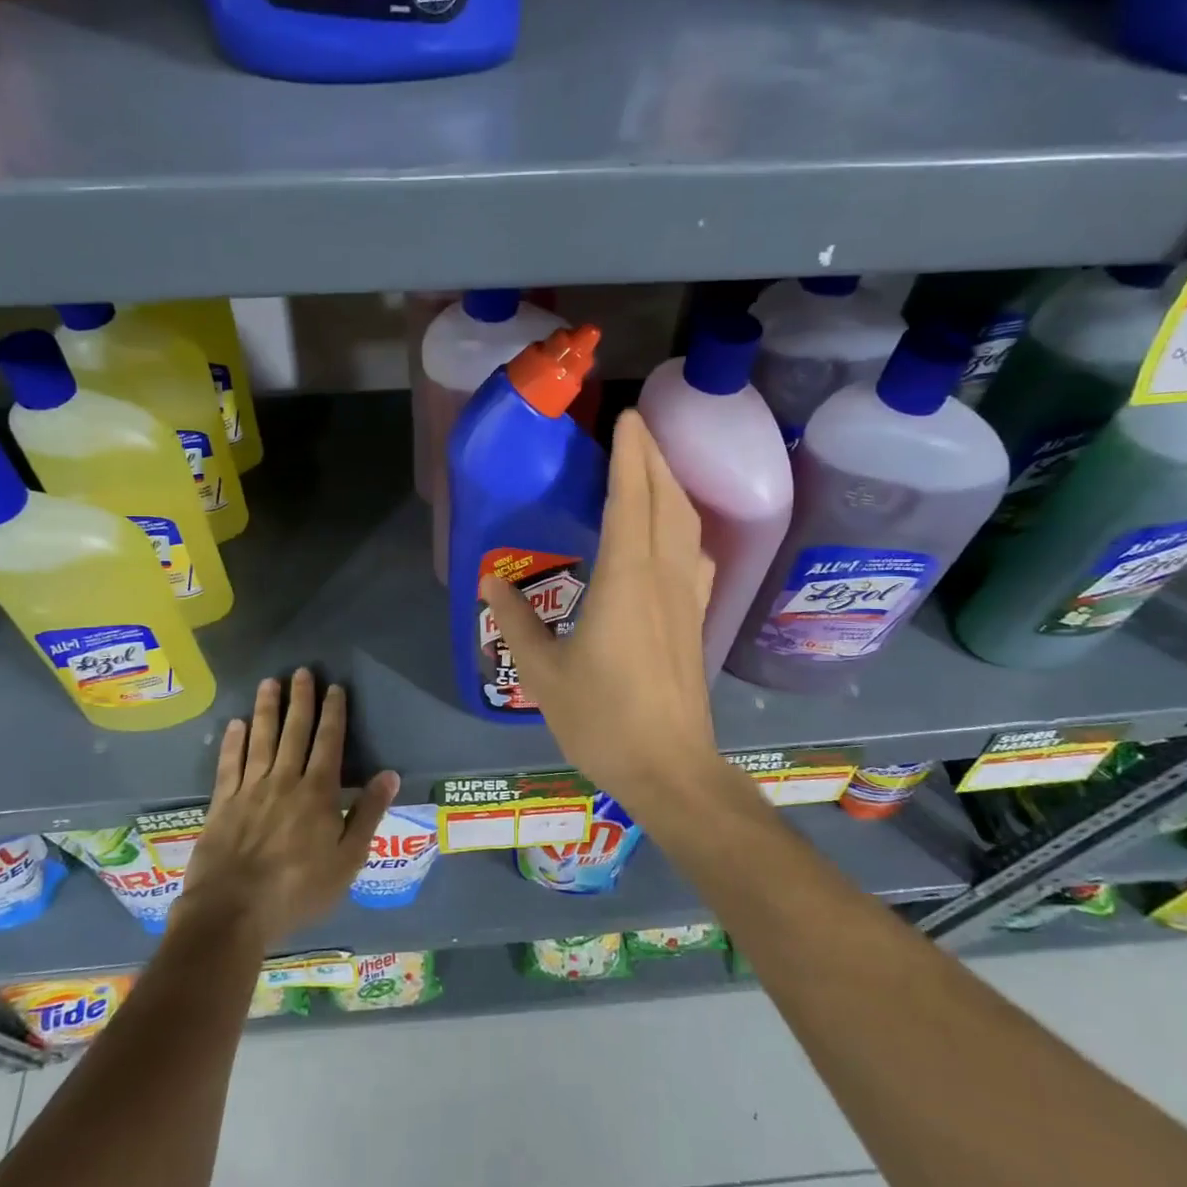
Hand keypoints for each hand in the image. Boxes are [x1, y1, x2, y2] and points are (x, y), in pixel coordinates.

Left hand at [177, 669, 398, 945]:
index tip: (334, 687)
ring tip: (269, 683)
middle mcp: (284, 781)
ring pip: (261, 739)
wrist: (232, 913)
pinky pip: (229, 764)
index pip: (329, 742)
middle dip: (300, 700)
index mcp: (318, 793)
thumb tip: (390, 774)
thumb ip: (368, 814)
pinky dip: (233, 742)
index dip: (333, 713)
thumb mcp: (347, 860)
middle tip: (302, 671)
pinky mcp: (222, 804)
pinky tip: (235, 724)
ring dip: (266, 709)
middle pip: (294, 732)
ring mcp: (250, 790)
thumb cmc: (298, 891)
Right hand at [481, 409, 719, 812]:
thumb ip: (515, 621)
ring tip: (653, 467)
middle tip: (637, 428)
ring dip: (672, 486)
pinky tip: (674, 532)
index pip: (630, 499)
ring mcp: (687, 597)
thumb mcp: (544, 673)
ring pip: (686, 524)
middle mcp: (664, 576)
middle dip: (653, 457)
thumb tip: (489, 580)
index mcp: (626, 579)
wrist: (670, 768)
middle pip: (665, 500)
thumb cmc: (602, 720)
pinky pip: (695, 553)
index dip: (630, 455)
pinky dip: (684, 525)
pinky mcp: (697, 618)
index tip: (627, 418)